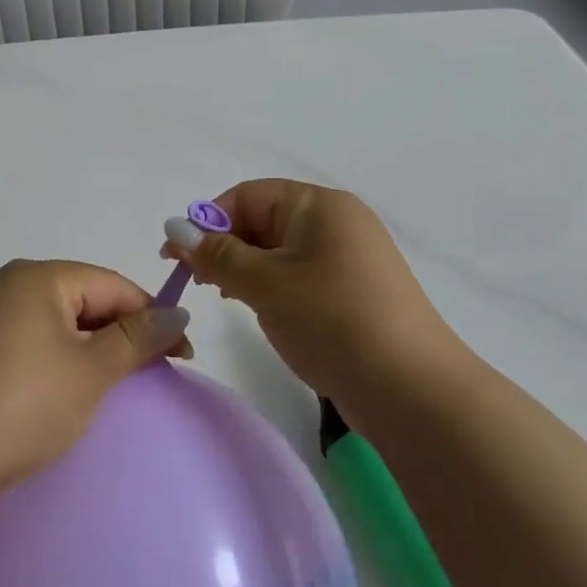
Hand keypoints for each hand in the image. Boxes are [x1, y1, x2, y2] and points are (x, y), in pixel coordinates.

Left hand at [0, 259, 193, 498]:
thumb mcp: (91, 370)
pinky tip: (74, 388)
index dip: (151, 315)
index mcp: (37, 276)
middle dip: (122, 332)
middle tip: (155, 371)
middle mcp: (10, 285)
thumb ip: (137, 338)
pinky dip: (64, 359)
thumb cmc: (25, 404)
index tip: (184, 354)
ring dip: (95, 348)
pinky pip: (36, 341)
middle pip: (85, 298)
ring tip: (119, 382)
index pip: (111, 284)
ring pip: (61, 322)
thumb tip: (178, 313)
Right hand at [163, 179, 472, 412]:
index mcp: (319, 205)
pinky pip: (300, 273)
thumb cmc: (332, 321)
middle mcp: (337, 220)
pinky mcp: (355, 289)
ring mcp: (350, 256)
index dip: (207, 222)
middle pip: (263, 220)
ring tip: (225, 297)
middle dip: (225, 247)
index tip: (176, 259)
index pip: (247, 196)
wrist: (412, 390)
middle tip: (196, 284)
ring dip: (245, 268)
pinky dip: (273, 286)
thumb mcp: (264, 284)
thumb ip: (216, 255)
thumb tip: (174, 228)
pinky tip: (261, 310)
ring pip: (279, 250)